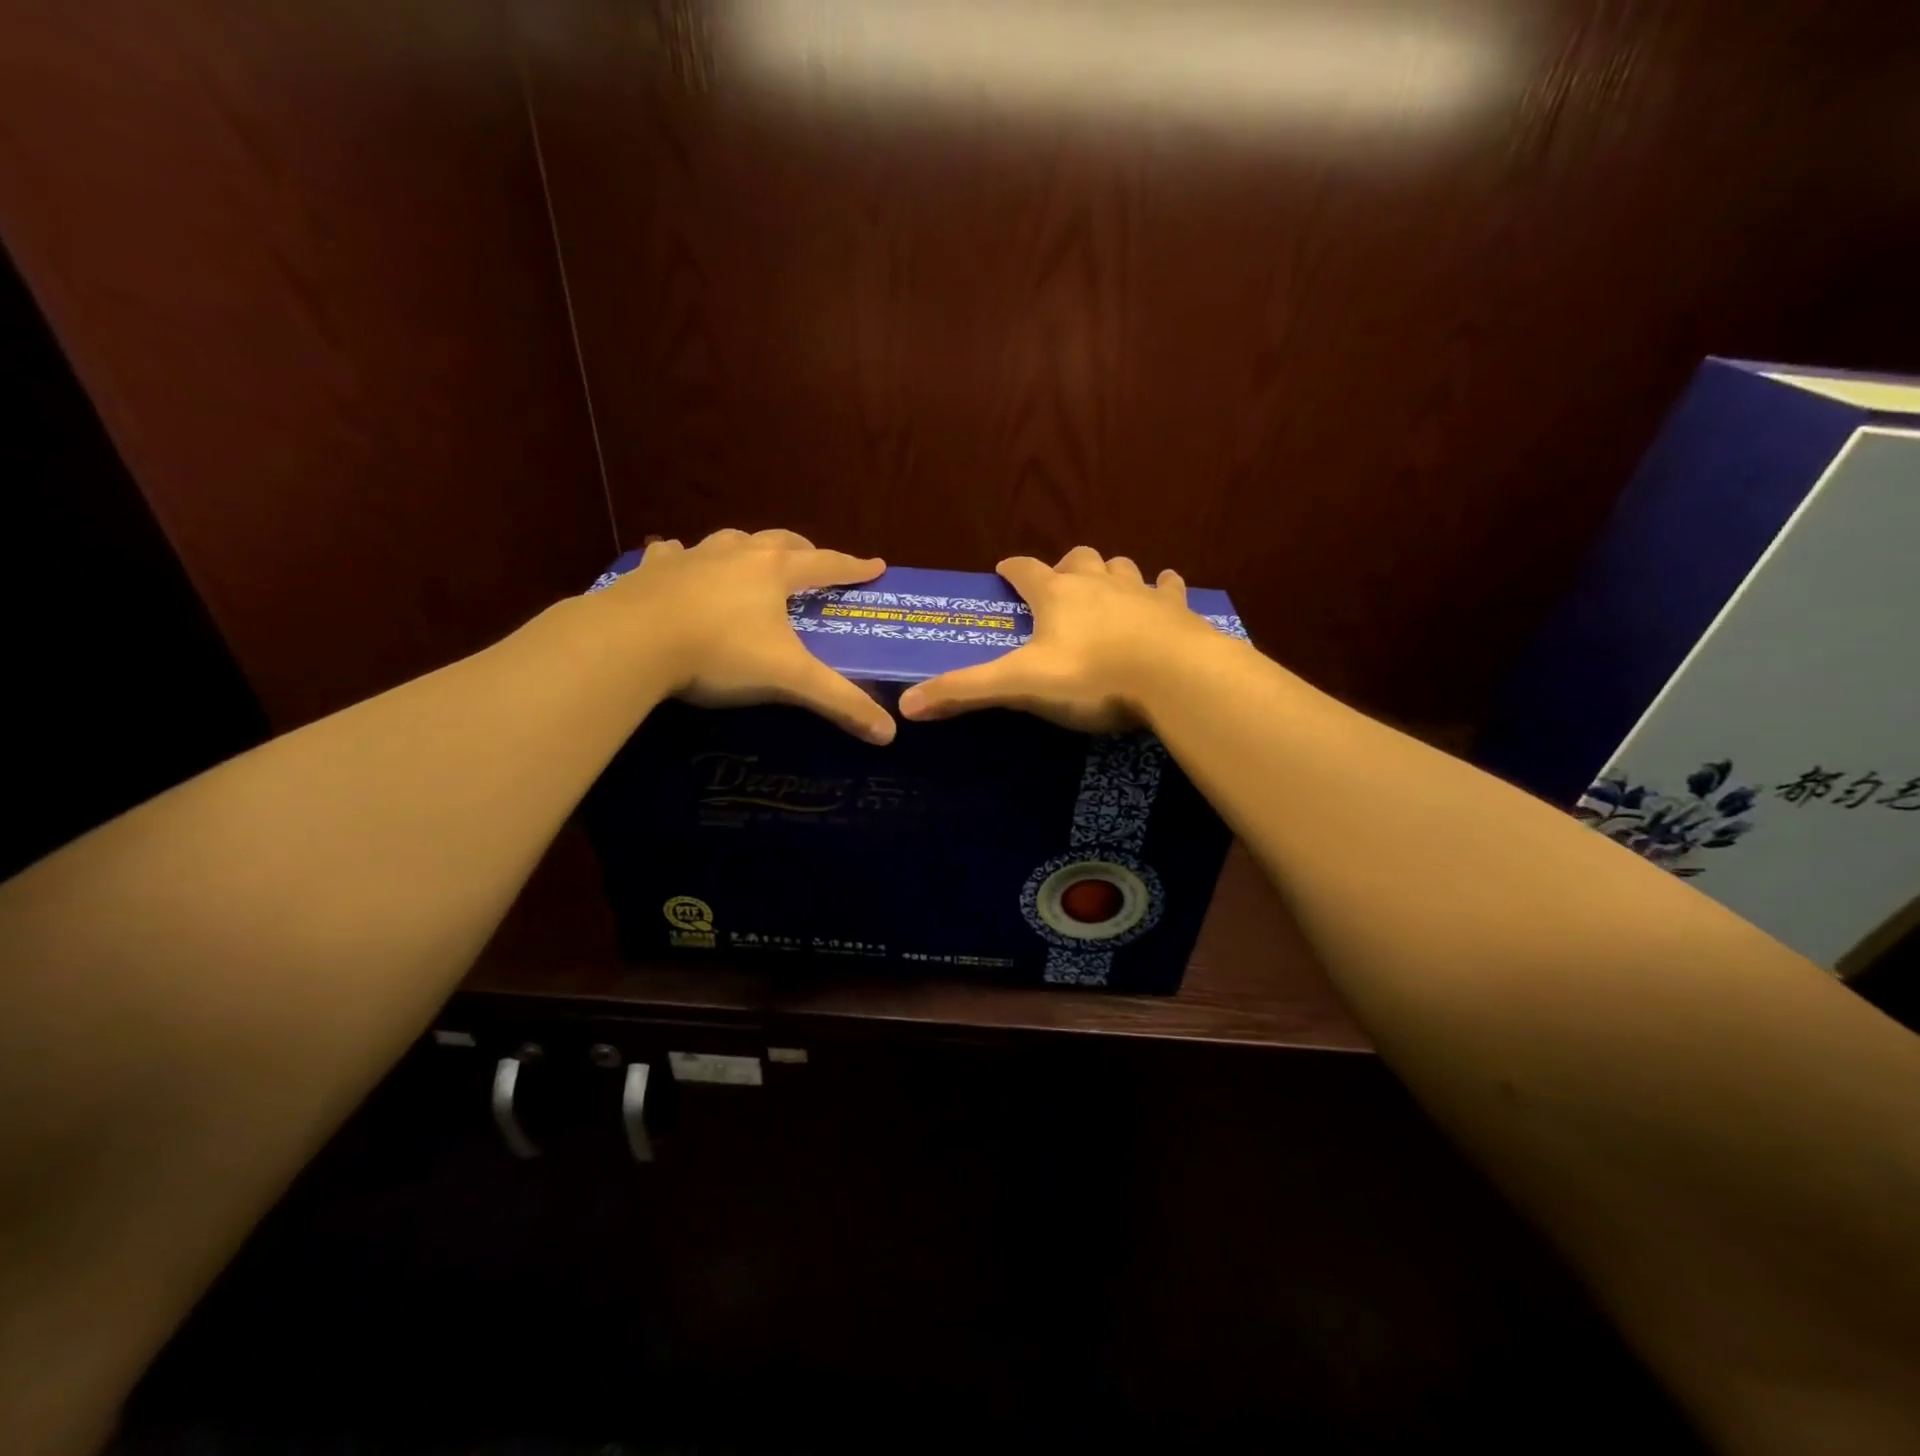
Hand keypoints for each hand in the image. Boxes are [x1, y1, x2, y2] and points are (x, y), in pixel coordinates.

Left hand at [600, 528, 895, 743]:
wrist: (632, 642)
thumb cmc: (721, 653)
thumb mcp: (789, 680)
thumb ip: (840, 703)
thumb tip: (889, 733)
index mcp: (774, 572)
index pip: (827, 564)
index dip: (854, 567)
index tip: (876, 566)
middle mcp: (737, 554)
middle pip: (780, 542)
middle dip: (803, 551)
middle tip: (814, 564)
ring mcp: (691, 558)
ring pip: (730, 541)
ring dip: (748, 549)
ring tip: (752, 562)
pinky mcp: (652, 571)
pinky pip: (672, 554)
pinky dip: (682, 557)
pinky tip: (677, 560)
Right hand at [898, 546, 1221, 732]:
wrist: (1175, 677)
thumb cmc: (1091, 677)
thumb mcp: (1021, 685)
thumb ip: (965, 691)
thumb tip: (906, 704)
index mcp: (1056, 595)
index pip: (1024, 570)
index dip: (1011, 570)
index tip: (1003, 574)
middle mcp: (1097, 582)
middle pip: (1076, 559)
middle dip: (1063, 569)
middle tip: (1057, 591)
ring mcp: (1140, 591)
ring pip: (1120, 567)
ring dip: (1109, 574)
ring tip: (1104, 592)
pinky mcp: (1175, 608)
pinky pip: (1167, 587)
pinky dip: (1161, 588)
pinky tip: (1163, 592)